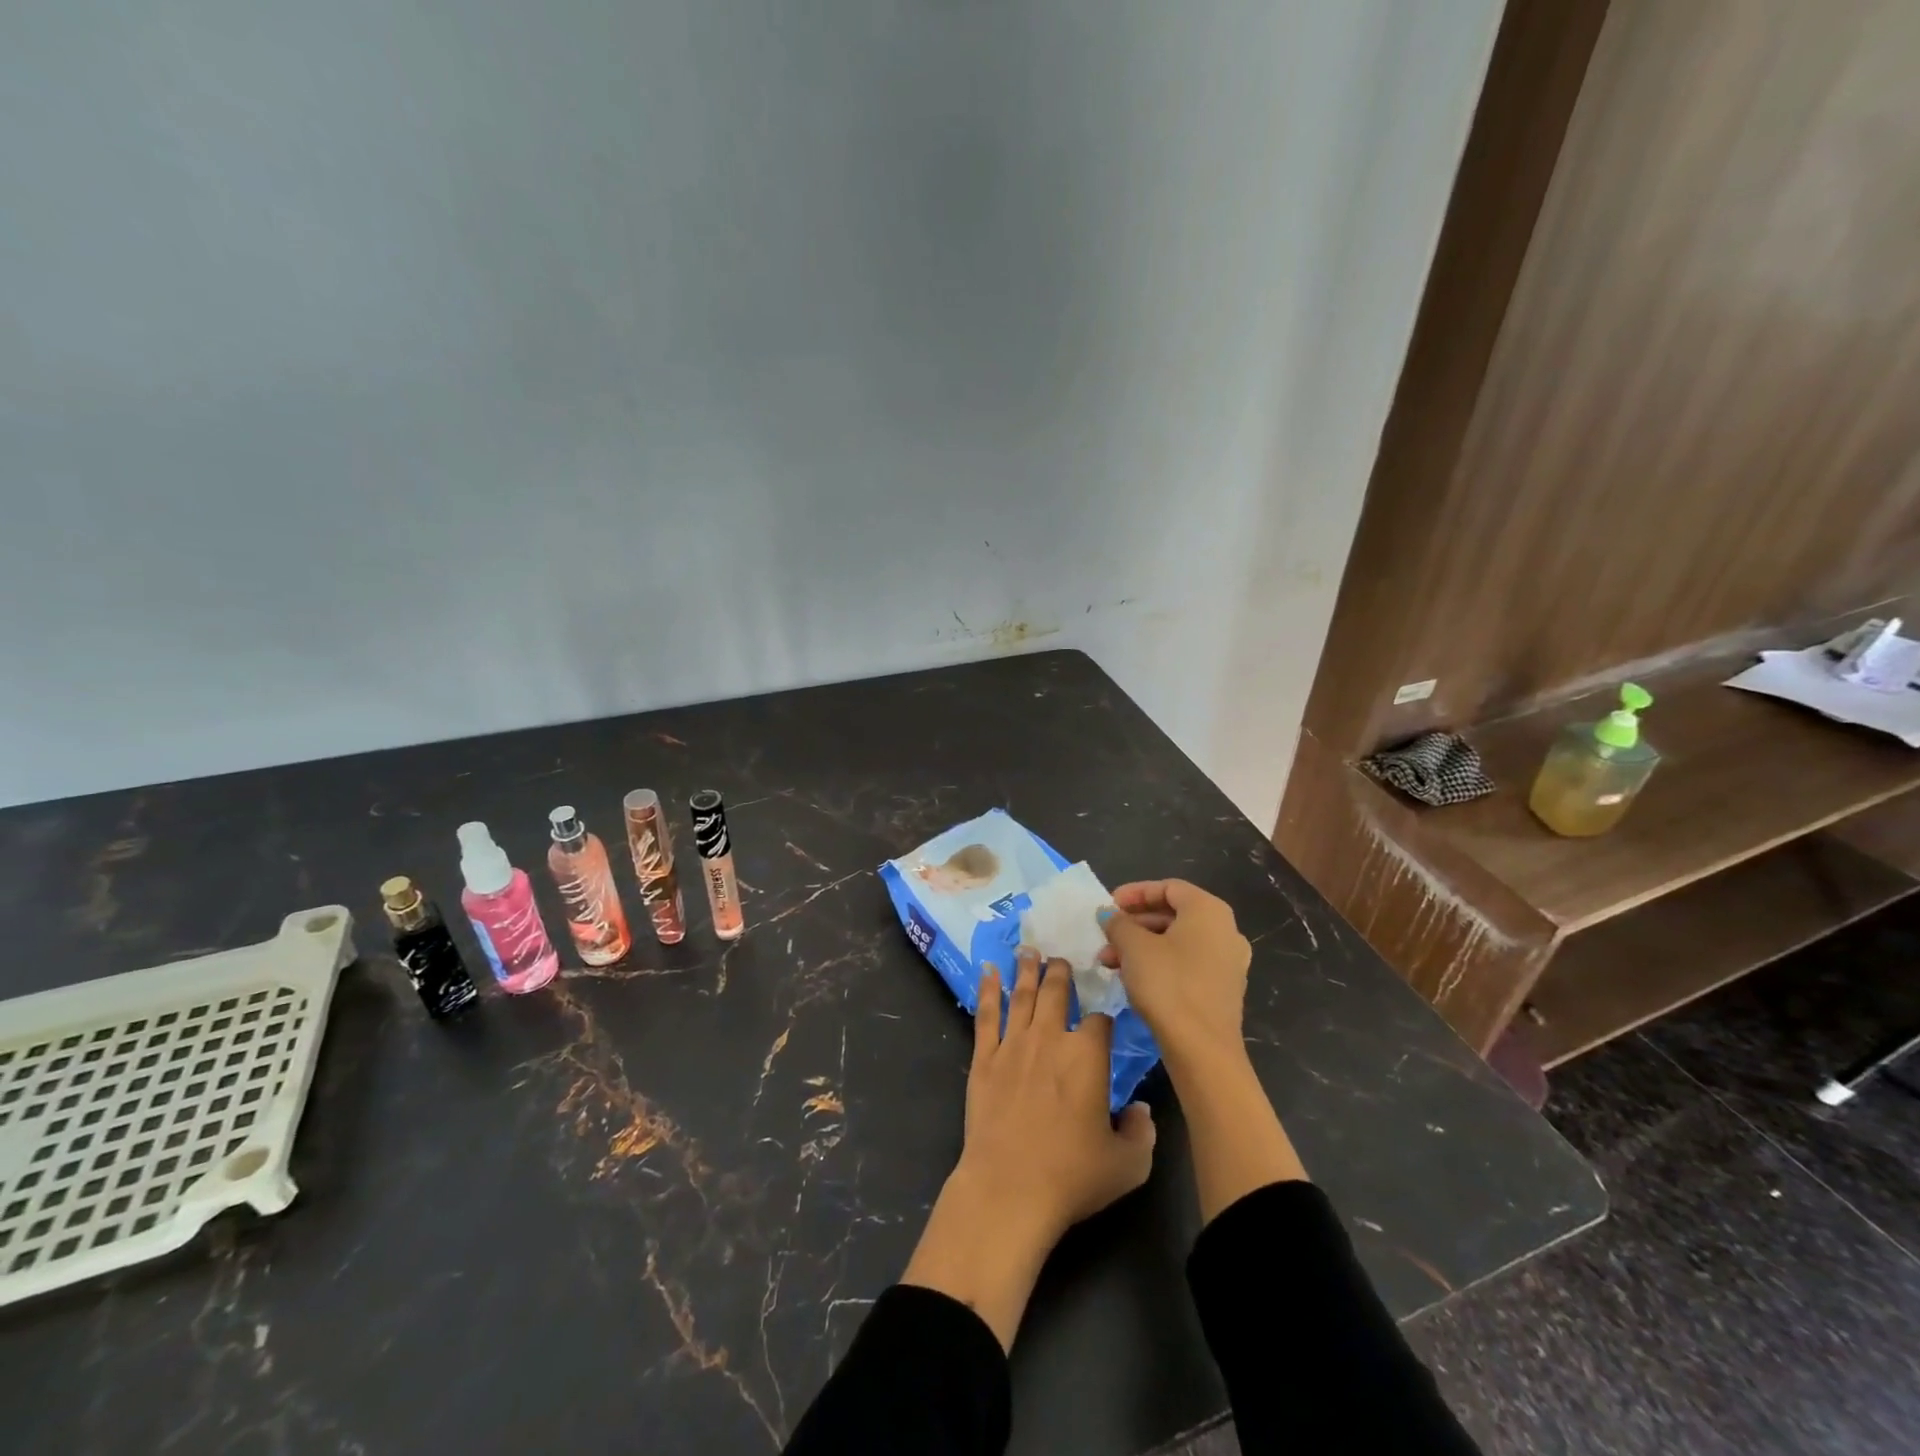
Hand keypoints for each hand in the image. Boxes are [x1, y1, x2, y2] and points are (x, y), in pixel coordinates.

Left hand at [958, 948, 1155, 1234]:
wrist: (1008, 1188)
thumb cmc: (1072, 1176)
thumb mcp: (1127, 1165)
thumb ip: (1142, 1133)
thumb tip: (1141, 1111)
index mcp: (1087, 1056)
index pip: (1100, 1020)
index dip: (1104, 1017)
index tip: (1105, 1015)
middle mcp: (1050, 1038)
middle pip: (1056, 992)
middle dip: (1061, 972)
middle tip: (1060, 958)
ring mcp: (1013, 1045)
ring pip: (1022, 995)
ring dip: (1027, 970)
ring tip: (1029, 950)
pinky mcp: (984, 1058)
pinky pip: (986, 1014)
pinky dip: (988, 989)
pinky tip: (988, 971)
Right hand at [1097, 878, 1251, 1068]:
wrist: (1202, 1049)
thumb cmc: (1168, 984)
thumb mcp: (1133, 947)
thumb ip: (1118, 923)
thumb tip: (1108, 914)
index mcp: (1209, 910)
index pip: (1168, 887)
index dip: (1134, 893)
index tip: (1108, 906)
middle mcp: (1225, 930)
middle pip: (1173, 914)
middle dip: (1134, 923)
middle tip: (1105, 935)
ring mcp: (1228, 961)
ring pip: (1177, 941)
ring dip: (1141, 946)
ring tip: (1109, 961)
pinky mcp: (1223, 989)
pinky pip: (1187, 963)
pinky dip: (1159, 963)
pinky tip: (1132, 978)